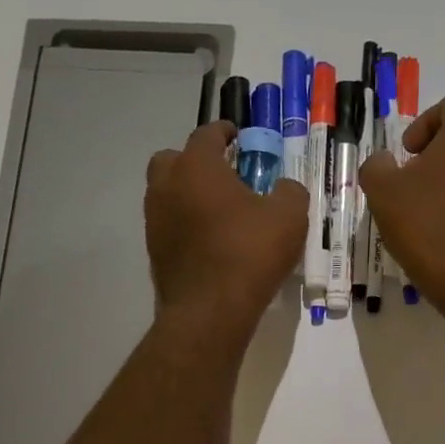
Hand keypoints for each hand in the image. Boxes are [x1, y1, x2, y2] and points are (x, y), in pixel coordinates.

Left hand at [145, 122, 306, 336]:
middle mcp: (167, 185)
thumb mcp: (289, 217)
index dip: (224, 132)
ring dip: (189, 193)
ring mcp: (155, 219)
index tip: (238, 137)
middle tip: (224, 175)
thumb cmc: (250, 253)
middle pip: (174, 159)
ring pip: (167, 193)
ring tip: (220, 211)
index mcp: (197, 166)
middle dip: (196, 161)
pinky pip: (170, 225)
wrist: (210, 311)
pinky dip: (186, 224)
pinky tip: (211, 241)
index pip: (206, 134)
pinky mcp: (154, 251)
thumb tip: (284, 188)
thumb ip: (290, 192)